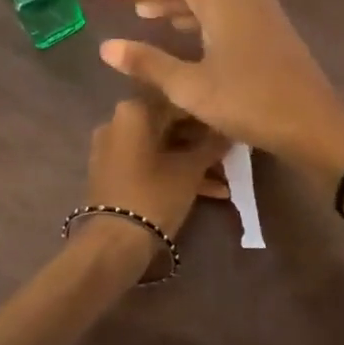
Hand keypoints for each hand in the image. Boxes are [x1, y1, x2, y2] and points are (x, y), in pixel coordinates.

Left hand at [85, 97, 230, 249]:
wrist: (115, 242)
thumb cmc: (155, 195)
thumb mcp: (191, 169)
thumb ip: (212, 145)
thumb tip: (229, 130)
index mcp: (134, 111)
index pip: (180, 102)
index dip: (208, 115)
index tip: (230, 126)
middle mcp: (118, 123)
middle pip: (169, 125)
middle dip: (202, 141)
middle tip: (230, 153)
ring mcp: (113, 149)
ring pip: (162, 148)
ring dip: (192, 161)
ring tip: (225, 178)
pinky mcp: (113, 173)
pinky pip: (150, 164)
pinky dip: (174, 173)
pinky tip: (210, 191)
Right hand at [99, 0, 343, 174]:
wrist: (314, 124)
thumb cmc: (248, 102)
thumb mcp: (190, 87)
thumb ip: (148, 63)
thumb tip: (107, 47)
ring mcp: (262, 11)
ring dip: (180, 4)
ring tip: (148, 15)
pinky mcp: (272, 30)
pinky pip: (228, 11)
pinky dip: (202, 17)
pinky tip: (188, 33)